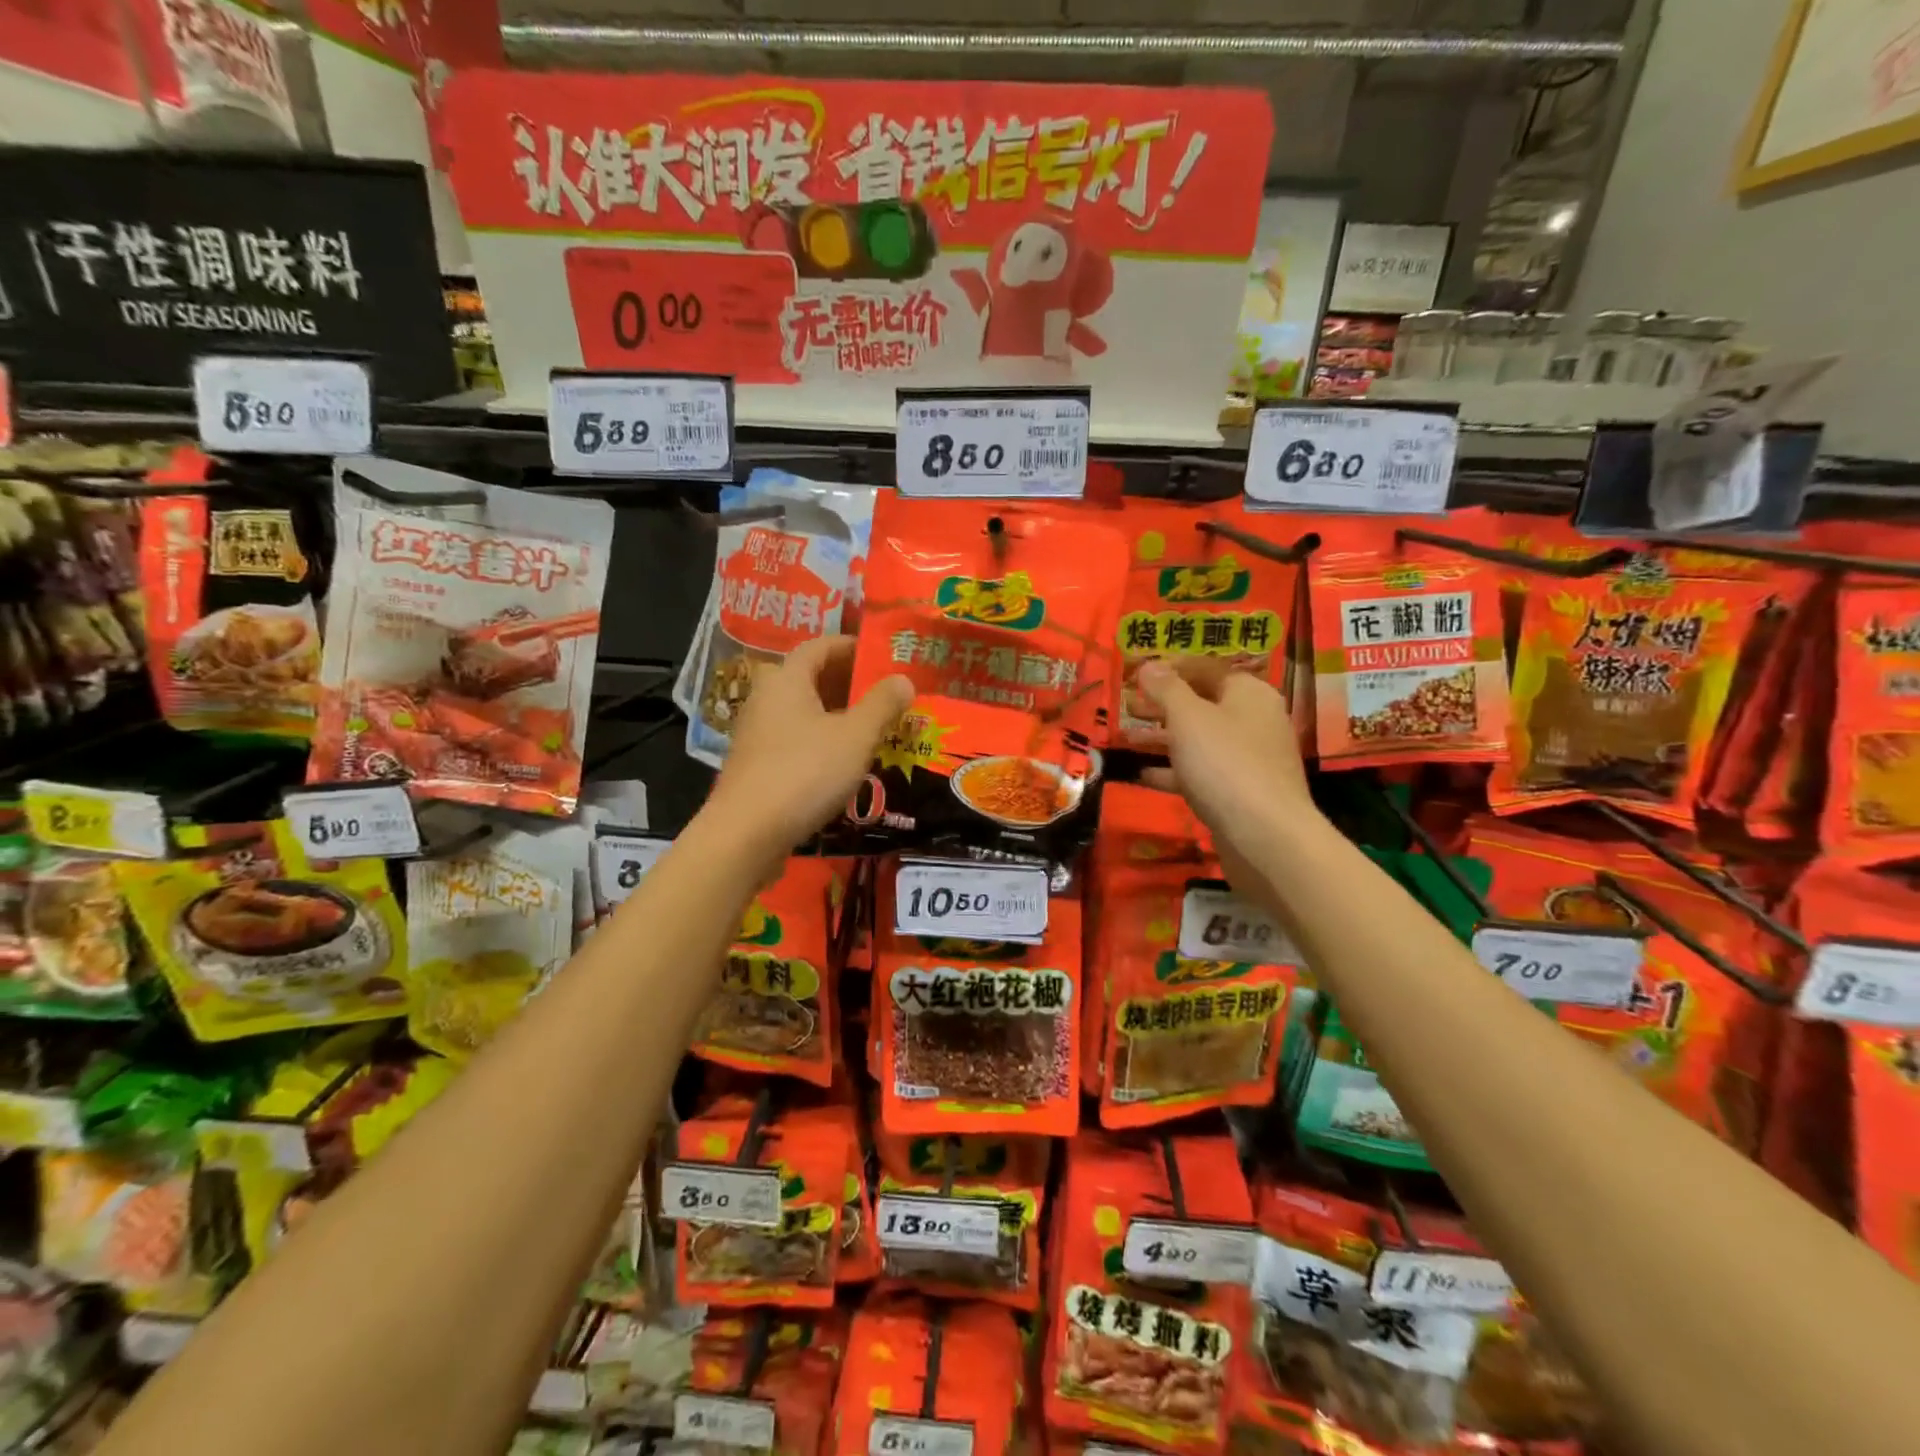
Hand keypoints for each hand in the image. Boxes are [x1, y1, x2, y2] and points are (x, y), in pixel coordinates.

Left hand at [706, 636, 912, 861]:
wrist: (746, 834)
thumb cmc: (805, 773)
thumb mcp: (855, 737)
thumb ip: (882, 705)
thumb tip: (903, 678)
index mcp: (787, 679)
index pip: (819, 646)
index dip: (850, 646)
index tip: (880, 655)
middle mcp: (766, 698)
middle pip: (809, 677)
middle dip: (846, 682)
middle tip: (881, 694)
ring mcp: (756, 733)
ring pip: (801, 711)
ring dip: (834, 714)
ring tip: (870, 728)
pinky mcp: (755, 765)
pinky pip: (793, 738)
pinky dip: (819, 739)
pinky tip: (841, 762)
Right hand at [1136, 659, 1315, 851]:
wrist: (1265, 837)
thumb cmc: (1225, 763)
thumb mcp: (1188, 718)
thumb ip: (1166, 688)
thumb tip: (1150, 664)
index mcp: (1248, 693)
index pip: (1206, 668)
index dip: (1170, 667)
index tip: (1135, 674)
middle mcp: (1253, 720)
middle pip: (1201, 704)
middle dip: (1161, 704)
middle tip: (1125, 707)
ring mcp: (1248, 759)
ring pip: (1198, 740)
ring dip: (1161, 738)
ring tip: (1123, 739)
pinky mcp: (1238, 793)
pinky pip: (1200, 772)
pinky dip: (1172, 771)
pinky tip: (1140, 774)